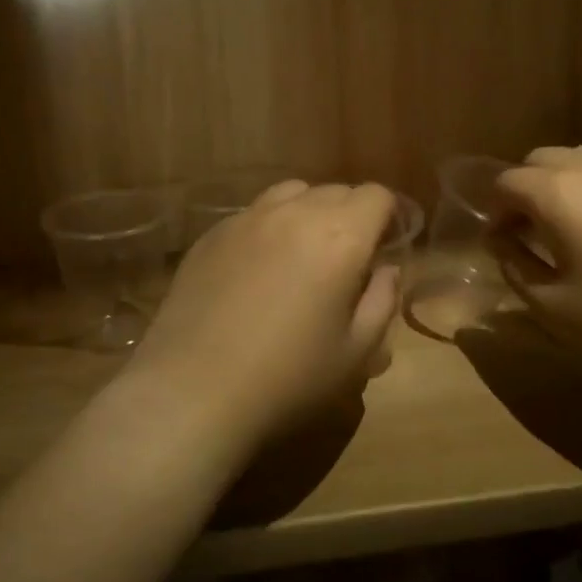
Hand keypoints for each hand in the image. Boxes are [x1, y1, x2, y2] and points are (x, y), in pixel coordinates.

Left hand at [120, 181, 399, 456]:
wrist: (193, 391)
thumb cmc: (288, 378)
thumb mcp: (356, 353)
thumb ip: (382, 301)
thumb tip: (384, 269)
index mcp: (340, 237)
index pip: (377, 196)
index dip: (389, 217)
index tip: (385, 248)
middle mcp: (294, 213)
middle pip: (337, 191)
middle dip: (352, 217)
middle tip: (347, 261)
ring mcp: (247, 218)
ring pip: (292, 193)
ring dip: (309, 213)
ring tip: (303, 254)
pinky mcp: (212, 234)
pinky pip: (254, 213)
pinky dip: (270, 226)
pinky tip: (259, 269)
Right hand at [492, 146, 581, 379]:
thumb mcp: (552, 306)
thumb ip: (515, 264)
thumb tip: (502, 240)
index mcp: (559, 193)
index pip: (507, 181)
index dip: (494, 210)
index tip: (500, 242)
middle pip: (542, 158)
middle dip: (526, 188)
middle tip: (530, 230)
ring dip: (565, 183)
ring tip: (574, 226)